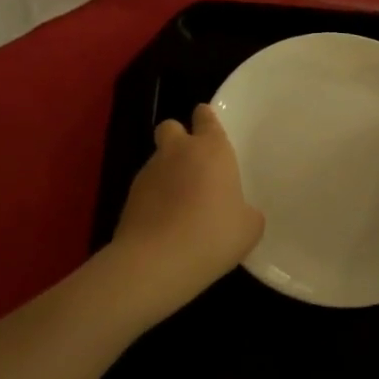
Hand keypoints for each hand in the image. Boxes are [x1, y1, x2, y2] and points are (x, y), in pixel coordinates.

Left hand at [109, 104, 264, 314]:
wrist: (156, 262)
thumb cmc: (213, 235)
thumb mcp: (249, 227)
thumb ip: (246, 211)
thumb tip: (239, 212)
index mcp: (211, 149)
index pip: (205, 116)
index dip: (207, 120)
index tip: (211, 133)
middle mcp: (177, 151)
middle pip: (171, 126)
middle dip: (179, 138)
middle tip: (193, 165)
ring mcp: (149, 172)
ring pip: (158, 159)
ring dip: (168, 172)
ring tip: (180, 205)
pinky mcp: (129, 196)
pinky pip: (146, 187)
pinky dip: (154, 198)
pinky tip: (165, 223)